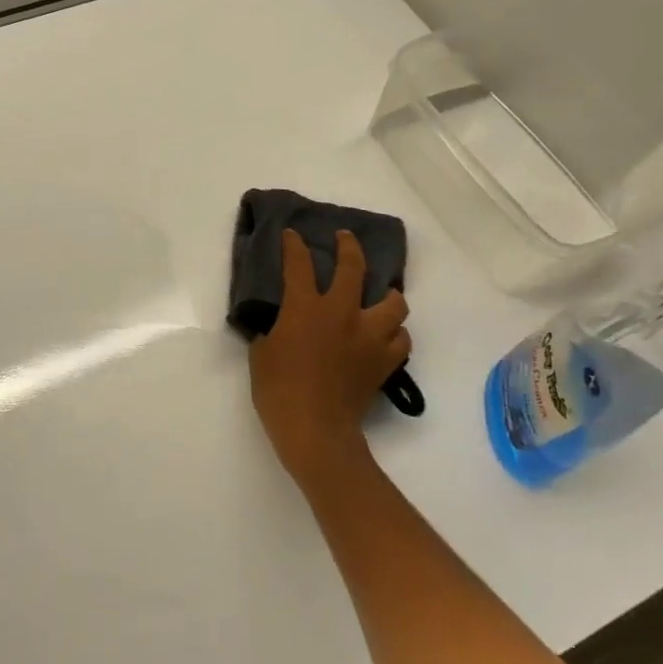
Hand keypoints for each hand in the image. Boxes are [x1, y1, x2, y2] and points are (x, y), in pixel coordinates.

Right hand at [249, 229, 410, 486]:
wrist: (315, 428)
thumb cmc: (278, 389)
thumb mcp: (262, 352)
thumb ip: (272, 330)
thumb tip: (279, 323)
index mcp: (306, 307)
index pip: (299, 264)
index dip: (294, 245)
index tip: (292, 235)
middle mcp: (342, 312)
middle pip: (354, 267)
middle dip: (349, 246)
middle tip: (345, 239)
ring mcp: (368, 336)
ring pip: (394, 303)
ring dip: (387, 295)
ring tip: (380, 296)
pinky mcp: (384, 361)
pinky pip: (400, 339)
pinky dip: (394, 334)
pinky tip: (384, 336)